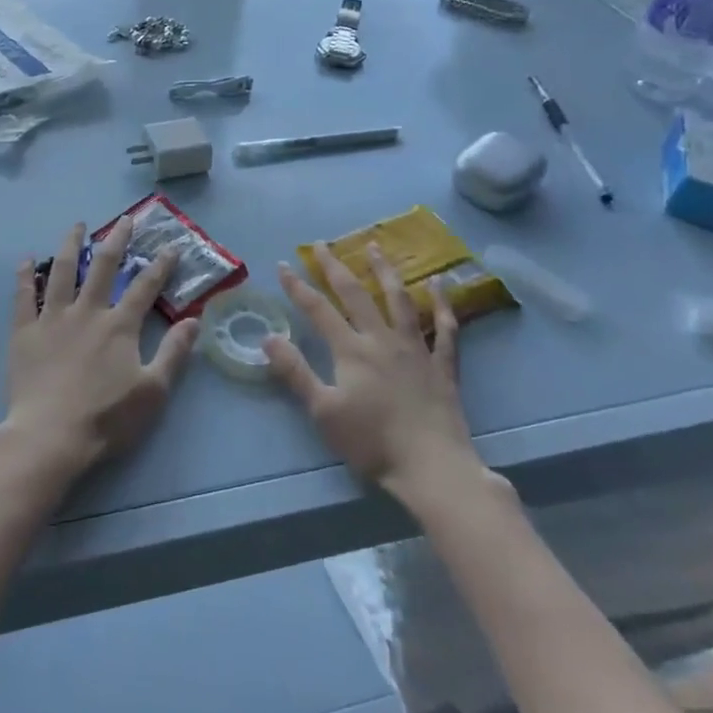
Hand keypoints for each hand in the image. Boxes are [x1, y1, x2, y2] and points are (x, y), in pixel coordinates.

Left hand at [0, 221, 198, 490]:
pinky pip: (23, 297)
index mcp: (119, 325)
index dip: (160, 265)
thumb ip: (174, 353)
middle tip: (125, 220)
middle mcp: (87, 311)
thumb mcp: (152, 391)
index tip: (171, 246)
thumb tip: (195, 320)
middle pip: (103, 266)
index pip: (145, 286)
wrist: (49, 437)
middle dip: (117, 240)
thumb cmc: (105, 418)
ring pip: (61, 271)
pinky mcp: (24, 332)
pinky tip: (25, 260)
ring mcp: (53, 318)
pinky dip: (24, 276)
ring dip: (70, 245)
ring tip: (77, 226)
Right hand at [266, 242, 481, 503]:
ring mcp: (416, 349)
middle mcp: (382, 339)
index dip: (298, 287)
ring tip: (375, 247)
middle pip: (356, 294)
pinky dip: (442, 304)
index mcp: (352, 350)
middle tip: (322, 244)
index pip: (318, 310)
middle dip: (335, 267)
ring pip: (399, 300)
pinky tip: (439, 283)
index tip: (282, 265)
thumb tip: (268, 337)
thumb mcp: (323, 411)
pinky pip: (445, 328)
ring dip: (385, 271)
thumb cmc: (372, 442)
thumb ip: (295, 372)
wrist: (432, 467)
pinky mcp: (442, 365)